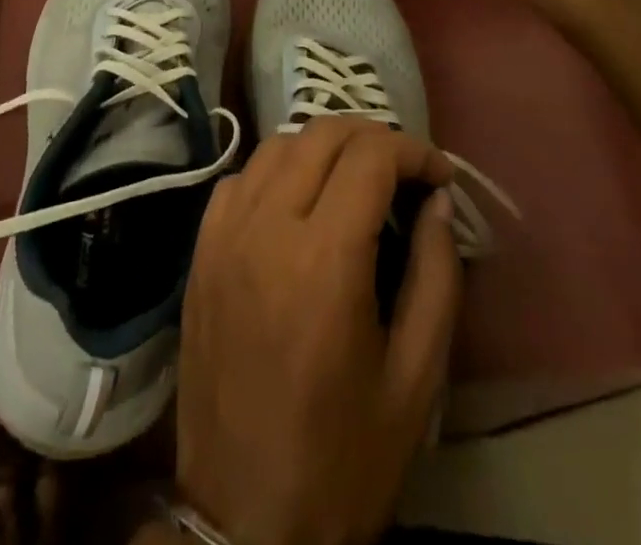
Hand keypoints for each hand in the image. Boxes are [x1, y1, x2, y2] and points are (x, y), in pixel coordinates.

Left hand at [175, 119, 460, 544]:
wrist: (242, 521)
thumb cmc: (343, 458)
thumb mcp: (416, 379)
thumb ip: (437, 275)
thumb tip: (438, 200)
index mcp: (324, 261)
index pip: (370, 157)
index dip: (414, 151)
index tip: (440, 175)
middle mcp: (266, 228)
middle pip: (322, 134)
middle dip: (373, 137)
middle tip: (406, 169)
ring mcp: (224, 235)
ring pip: (277, 145)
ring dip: (324, 146)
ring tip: (357, 177)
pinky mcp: (200, 252)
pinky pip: (240, 179)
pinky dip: (277, 170)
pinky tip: (298, 201)